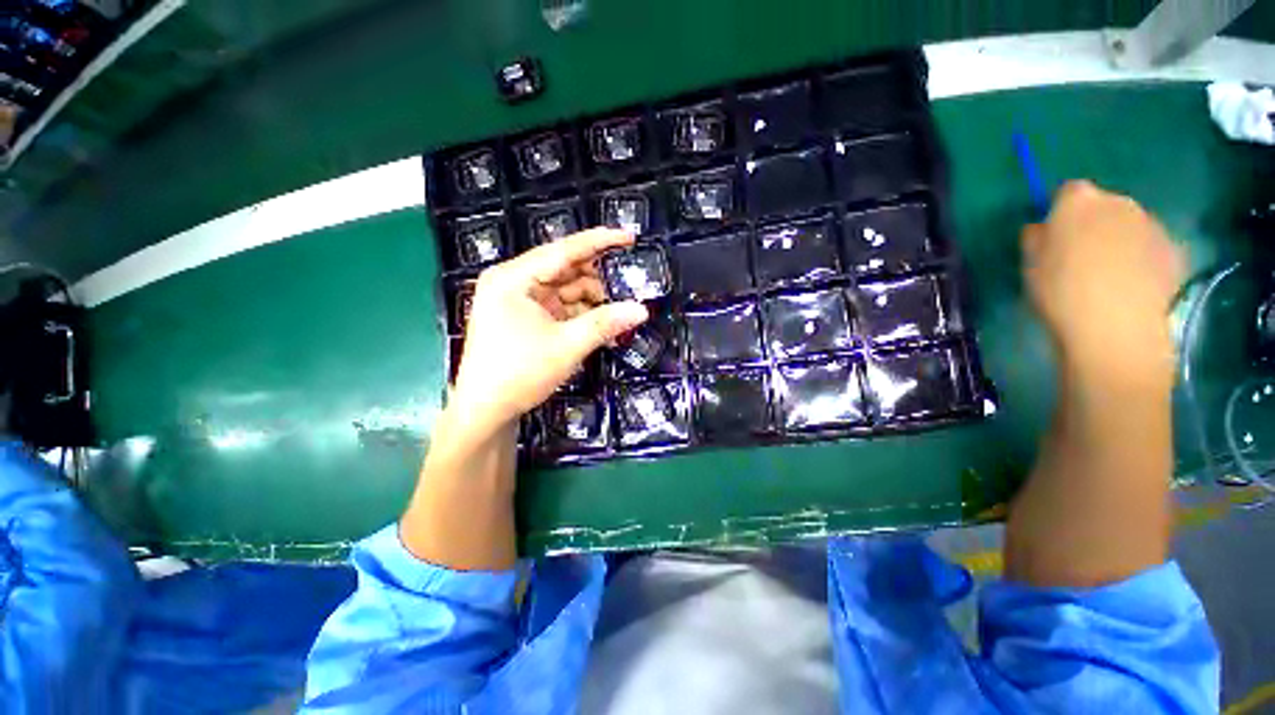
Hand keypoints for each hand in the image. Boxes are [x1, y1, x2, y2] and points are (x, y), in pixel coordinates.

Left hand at [450, 228, 648, 434]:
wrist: (486, 411)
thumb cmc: (520, 373)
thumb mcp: (567, 346)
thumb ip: (605, 323)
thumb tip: (642, 310)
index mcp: (514, 278)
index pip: (563, 251)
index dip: (599, 242)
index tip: (629, 237)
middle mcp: (513, 282)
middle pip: (564, 270)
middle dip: (596, 285)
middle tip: (624, 297)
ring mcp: (517, 301)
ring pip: (564, 291)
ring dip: (590, 305)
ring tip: (612, 324)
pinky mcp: (523, 318)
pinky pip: (558, 308)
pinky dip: (579, 317)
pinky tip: (598, 331)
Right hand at [1022, 181, 1184, 389]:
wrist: (1116, 327)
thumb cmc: (1061, 291)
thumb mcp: (1030, 265)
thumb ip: (1035, 238)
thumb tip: (1041, 228)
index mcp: (1079, 202)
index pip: (1068, 191)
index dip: (1060, 211)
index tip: (1053, 235)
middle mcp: (1119, 202)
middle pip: (1103, 205)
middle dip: (1093, 223)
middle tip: (1079, 255)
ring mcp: (1151, 224)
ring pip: (1129, 225)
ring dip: (1117, 240)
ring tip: (1106, 274)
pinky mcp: (1172, 249)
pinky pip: (1149, 246)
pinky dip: (1139, 258)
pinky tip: (1129, 284)